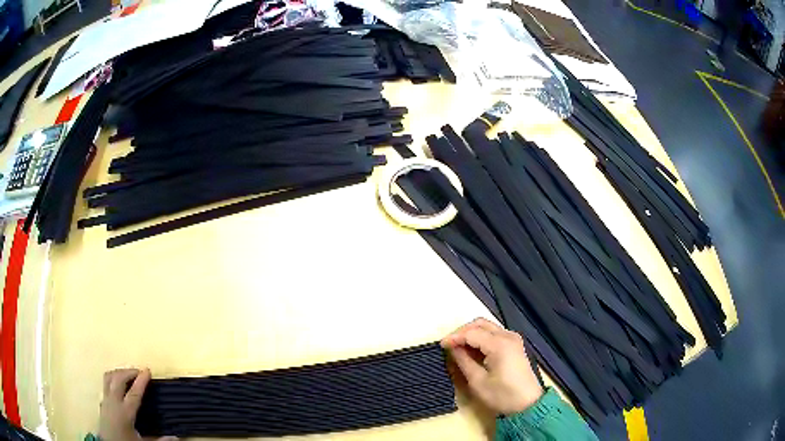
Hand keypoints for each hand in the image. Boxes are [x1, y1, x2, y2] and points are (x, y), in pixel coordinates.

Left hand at [99, 368, 175, 440]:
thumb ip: (158, 440)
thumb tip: (175, 437)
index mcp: (125, 412)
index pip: (134, 392)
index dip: (141, 381)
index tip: (147, 370)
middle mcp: (113, 402)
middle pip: (118, 379)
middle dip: (128, 372)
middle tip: (139, 371)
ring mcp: (105, 400)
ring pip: (109, 378)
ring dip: (119, 373)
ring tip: (128, 374)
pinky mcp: (102, 402)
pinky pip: (106, 384)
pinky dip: (113, 380)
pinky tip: (119, 386)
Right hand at [441, 318, 542, 415]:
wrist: (528, 404)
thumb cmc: (502, 395)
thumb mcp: (478, 381)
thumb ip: (464, 361)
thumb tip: (453, 348)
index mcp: (500, 344)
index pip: (472, 332)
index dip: (454, 337)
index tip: (440, 345)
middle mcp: (508, 336)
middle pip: (480, 324)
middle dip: (462, 331)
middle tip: (449, 344)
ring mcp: (513, 339)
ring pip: (487, 327)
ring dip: (471, 333)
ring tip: (458, 347)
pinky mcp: (514, 345)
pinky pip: (494, 334)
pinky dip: (481, 337)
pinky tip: (472, 349)